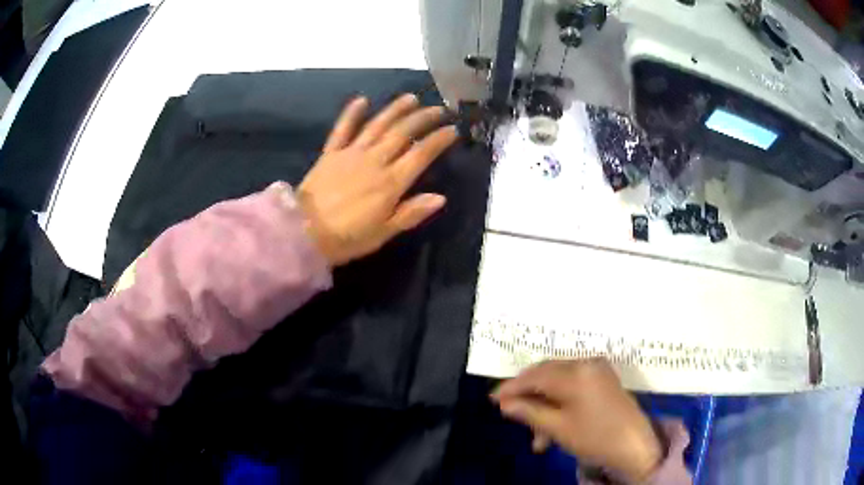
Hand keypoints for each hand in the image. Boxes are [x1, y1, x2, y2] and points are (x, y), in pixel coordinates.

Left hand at [297, 94, 457, 265]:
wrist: (304, 232)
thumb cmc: (347, 238)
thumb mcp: (383, 233)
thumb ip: (411, 213)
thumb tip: (441, 197)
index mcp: (390, 183)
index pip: (421, 154)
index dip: (439, 140)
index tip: (453, 130)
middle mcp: (374, 161)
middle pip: (402, 133)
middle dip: (423, 118)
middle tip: (438, 109)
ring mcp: (351, 154)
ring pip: (378, 125)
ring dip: (395, 109)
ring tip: (411, 98)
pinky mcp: (331, 153)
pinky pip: (343, 129)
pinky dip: (352, 113)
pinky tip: (362, 100)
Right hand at [492, 359, 662, 482]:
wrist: (636, 445)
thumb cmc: (595, 437)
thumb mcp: (558, 427)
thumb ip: (529, 412)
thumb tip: (505, 403)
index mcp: (576, 372)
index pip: (535, 375)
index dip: (512, 387)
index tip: (492, 398)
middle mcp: (586, 363)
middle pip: (546, 375)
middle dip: (527, 396)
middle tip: (510, 413)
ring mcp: (597, 370)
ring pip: (558, 383)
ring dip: (544, 406)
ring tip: (537, 437)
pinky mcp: (603, 379)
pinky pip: (572, 387)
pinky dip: (559, 404)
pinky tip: (552, 426)